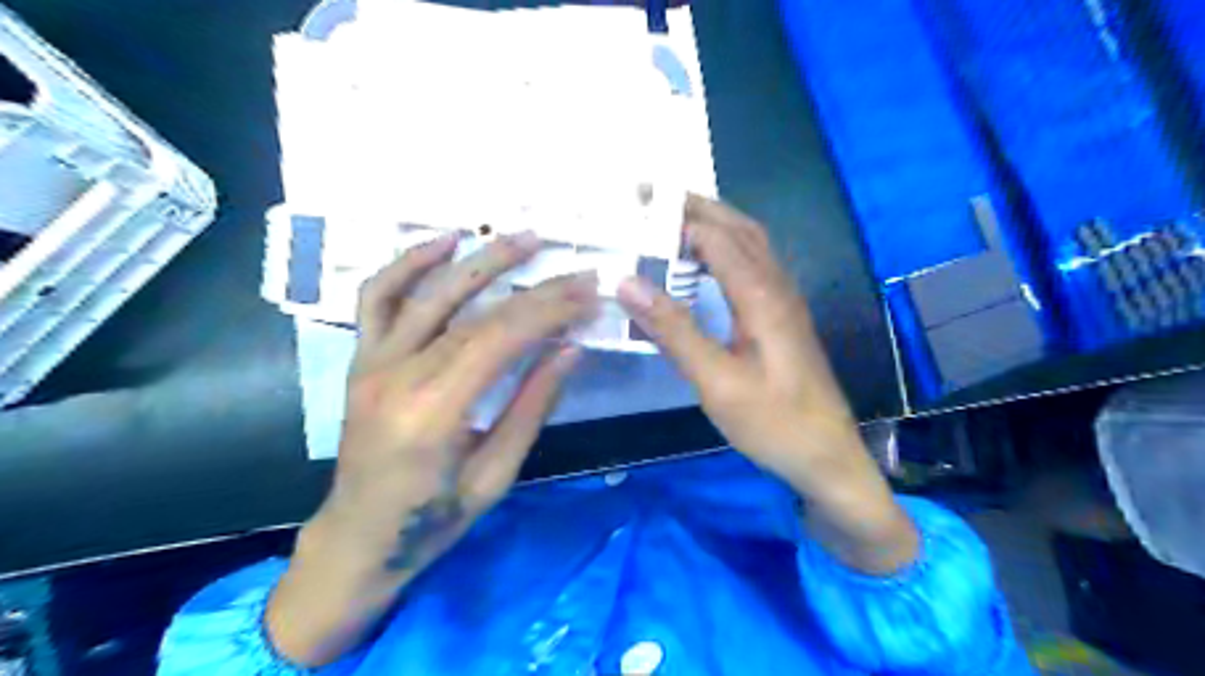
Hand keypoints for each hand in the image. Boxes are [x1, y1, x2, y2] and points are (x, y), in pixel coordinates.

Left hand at [268, 231, 595, 663]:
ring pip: (427, 294)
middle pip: (473, 315)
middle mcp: (395, 377)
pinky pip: (378, 299)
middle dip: (533, 289)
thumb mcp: (495, 475)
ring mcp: (371, 363)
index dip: (548, 311)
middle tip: (575, 271)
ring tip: (523, 238)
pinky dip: (409, 264)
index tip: (588, 296)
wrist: (358, 540)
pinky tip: (445, 242)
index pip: (498, 340)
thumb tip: (571, 349)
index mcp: (431, 415)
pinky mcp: (360, 360)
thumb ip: (532, 406)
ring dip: (479, 260)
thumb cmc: (433, 521)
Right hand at [615, 196, 920, 574]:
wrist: (827, 455)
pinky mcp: (783, 316)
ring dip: (714, 223)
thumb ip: (674, 330)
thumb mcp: (716, 381)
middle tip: (651, 198)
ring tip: (672, 220)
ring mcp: (784, 300)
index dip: (676, 221)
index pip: (716, 238)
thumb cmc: (772, 422)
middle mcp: (777, 286)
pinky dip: (725, 248)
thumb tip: (627, 283)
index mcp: (762, 297)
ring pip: (750, 243)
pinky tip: (705, 262)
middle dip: (696, 207)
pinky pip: (753, 264)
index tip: (634, 213)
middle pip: (739, 228)